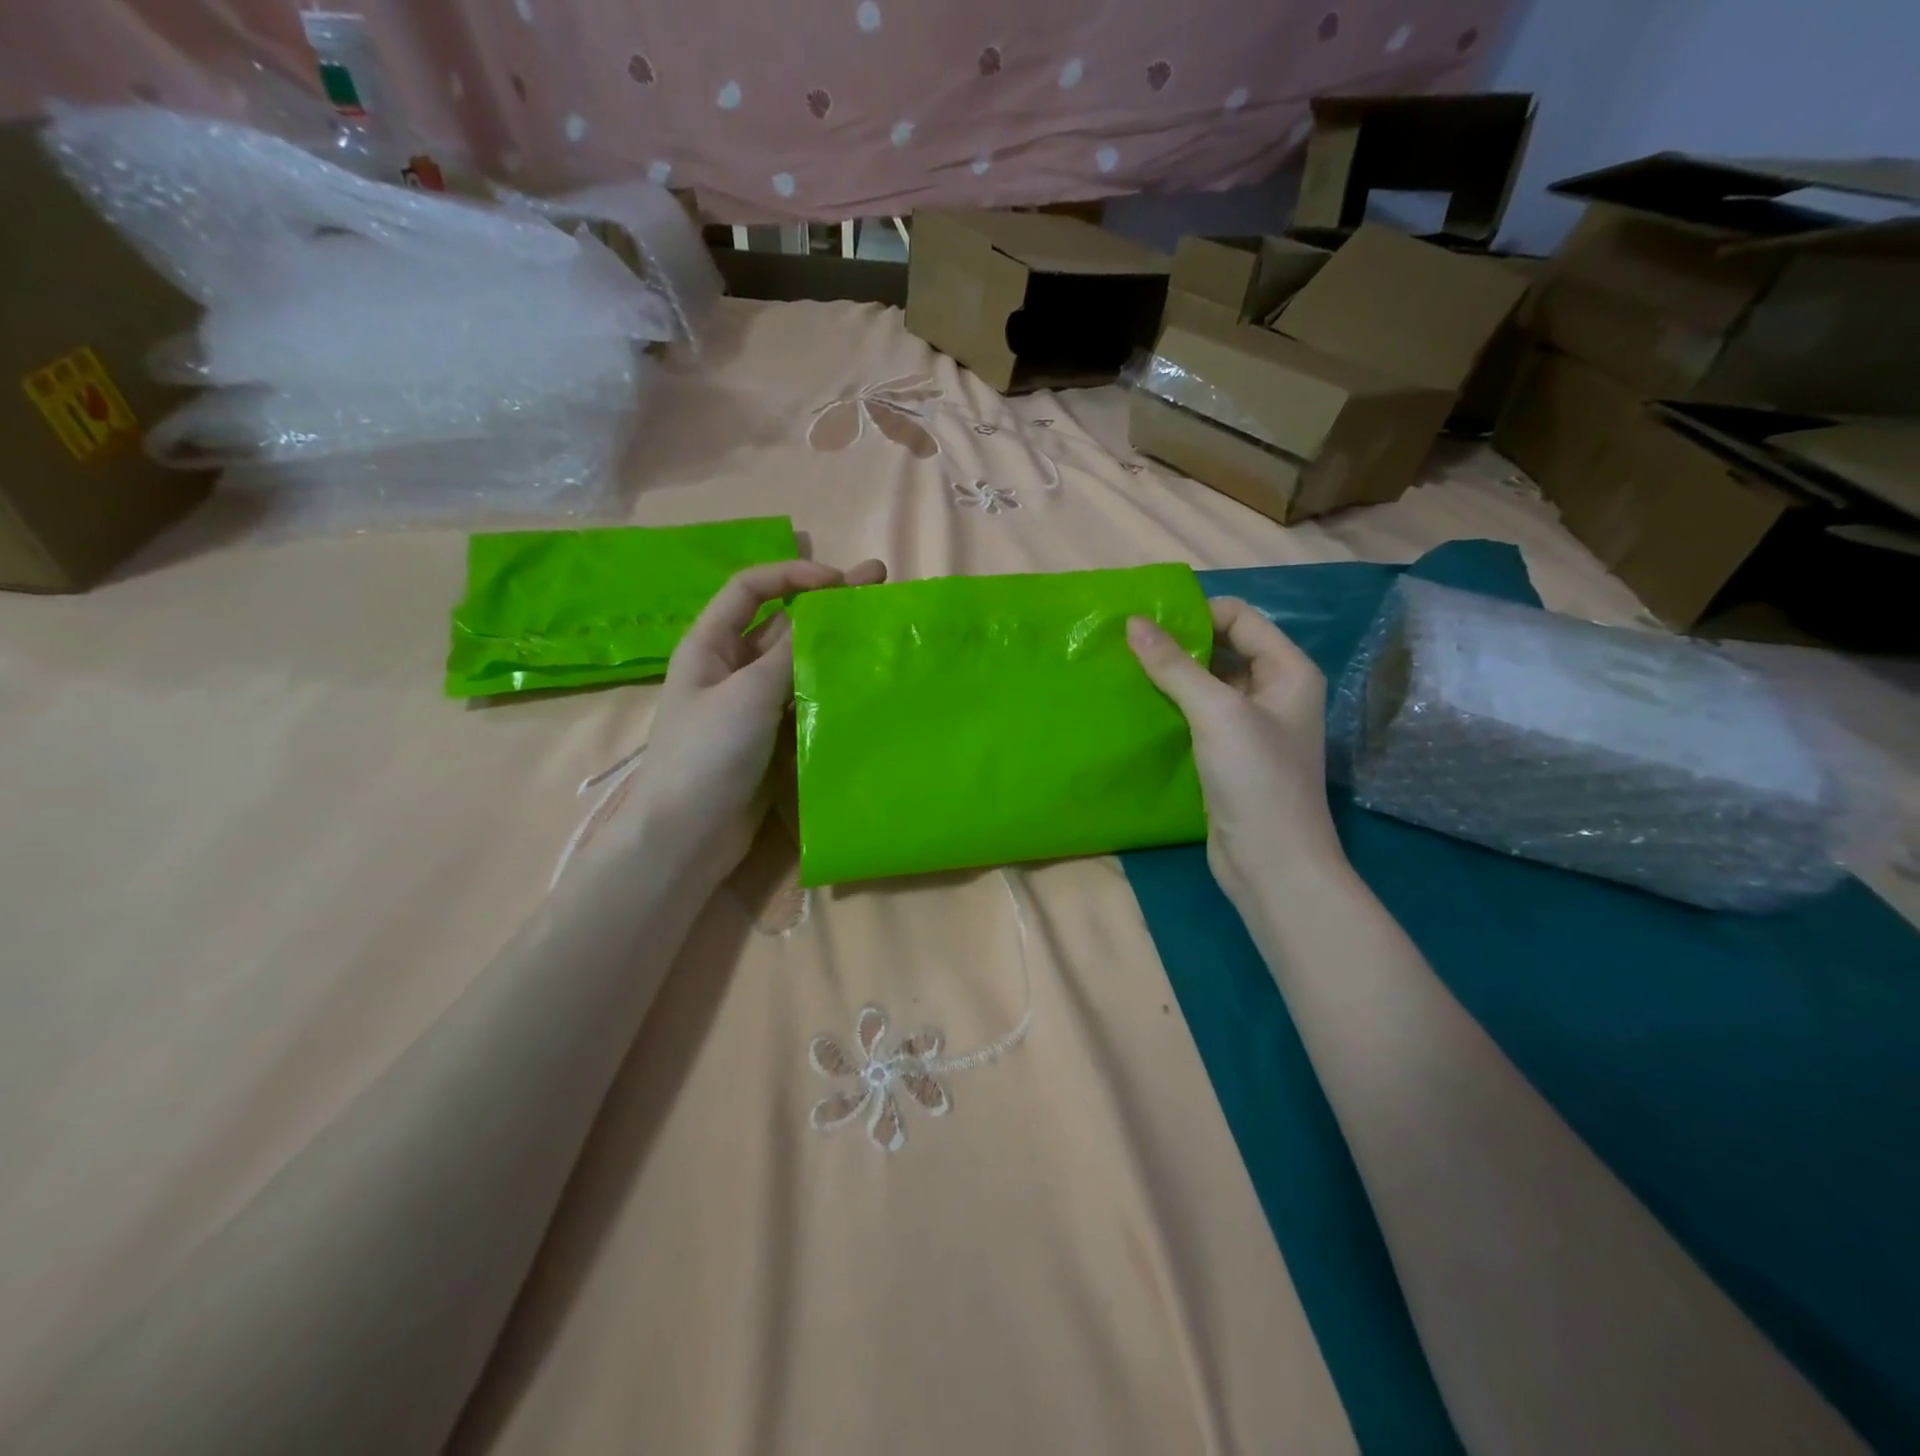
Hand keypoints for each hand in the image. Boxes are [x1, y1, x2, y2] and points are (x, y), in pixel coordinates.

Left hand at [632, 556, 886, 887]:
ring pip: (797, 664)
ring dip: (833, 648)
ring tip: (881, 636)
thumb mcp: (747, 694)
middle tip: (879, 586)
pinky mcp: (770, 737)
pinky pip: (803, 701)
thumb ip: (788, 651)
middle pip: (782, 623)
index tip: (840, 581)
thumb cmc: (707, 754)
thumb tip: (823, 612)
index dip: (793, 574)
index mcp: (710, 645)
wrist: (688, 835)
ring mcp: (752, 704)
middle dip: (826, 605)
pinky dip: (830, 689)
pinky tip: (864, 684)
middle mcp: (731, 667)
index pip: (751, 588)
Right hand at [1127, 598, 1344, 905]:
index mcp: (1288, 671)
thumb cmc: (1256, 779)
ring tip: (1123, 669)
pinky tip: (1136, 706)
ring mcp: (1250, 726)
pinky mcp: (1227, 755)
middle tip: (1126, 643)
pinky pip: (1197, 716)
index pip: (1240, 618)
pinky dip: (1170, 707)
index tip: (1145, 621)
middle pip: (1223, 649)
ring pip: (1206, 684)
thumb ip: (1175, 666)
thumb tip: (1133, 622)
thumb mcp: (1217, 713)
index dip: (1197, 614)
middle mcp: (1274, 692)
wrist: (1271, 864)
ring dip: (1170, 676)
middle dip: (1178, 644)